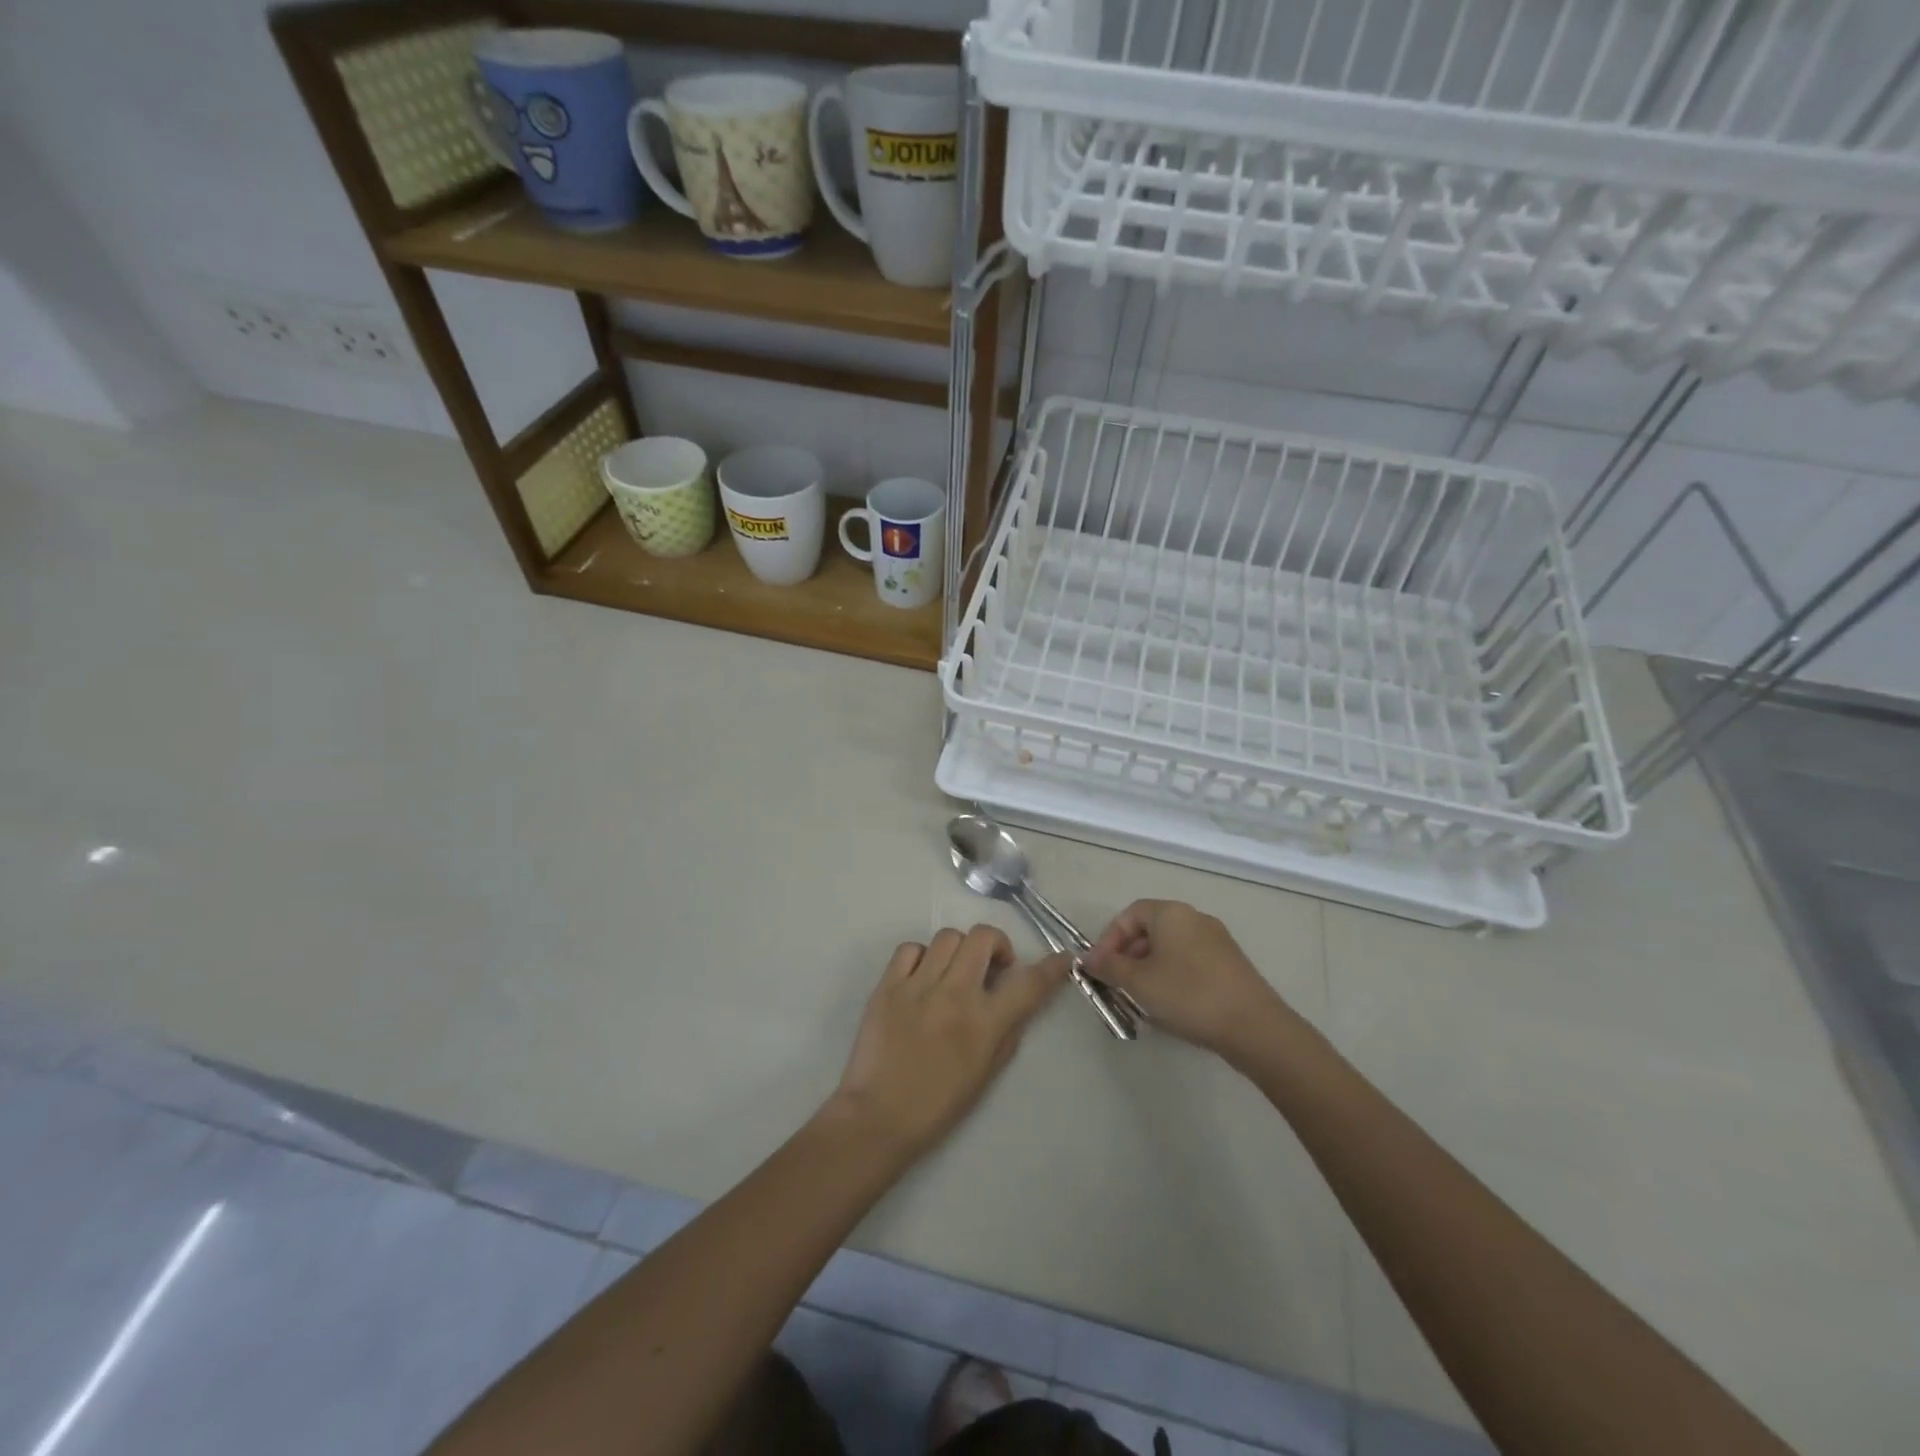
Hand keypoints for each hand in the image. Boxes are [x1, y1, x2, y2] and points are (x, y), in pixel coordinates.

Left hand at [829, 926, 1070, 1161]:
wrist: (878, 1118)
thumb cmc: (938, 1105)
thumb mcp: (986, 1075)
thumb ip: (1007, 1034)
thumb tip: (1016, 1003)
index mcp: (984, 1023)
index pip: (1029, 984)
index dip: (1052, 967)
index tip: (1063, 958)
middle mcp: (955, 994)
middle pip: (983, 937)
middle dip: (996, 945)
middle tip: (993, 966)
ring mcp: (918, 986)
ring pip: (948, 936)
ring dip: (960, 950)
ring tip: (954, 972)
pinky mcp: (887, 985)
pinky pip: (909, 949)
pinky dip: (922, 956)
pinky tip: (922, 977)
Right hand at [1086, 900, 1290, 1061]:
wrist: (1254, 1026)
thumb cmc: (1188, 994)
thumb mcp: (1139, 982)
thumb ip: (1109, 967)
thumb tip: (1087, 959)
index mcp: (1171, 913)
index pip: (1130, 914)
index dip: (1109, 939)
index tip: (1101, 967)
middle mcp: (1195, 918)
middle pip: (1151, 929)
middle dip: (1128, 955)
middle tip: (1118, 984)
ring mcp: (1217, 940)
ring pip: (1171, 947)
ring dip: (1150, 968)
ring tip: (1142, 998)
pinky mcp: (1231, 964)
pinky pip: (1191, 961)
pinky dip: (1173, 975)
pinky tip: (1172, 1004)